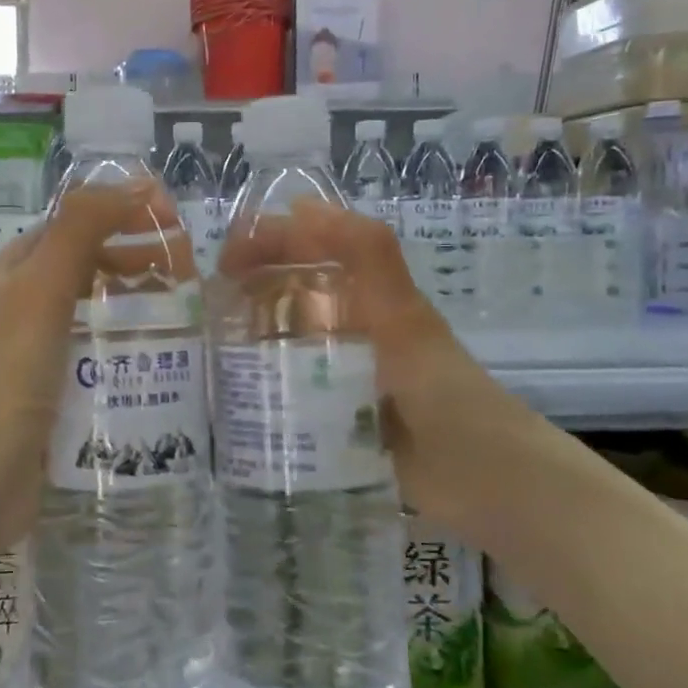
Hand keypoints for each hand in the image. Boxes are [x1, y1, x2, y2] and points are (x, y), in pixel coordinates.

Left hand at [0, 184, 152, 545]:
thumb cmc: (9, 373)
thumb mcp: (44, 288)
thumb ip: (82, 229)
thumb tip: (135, 182)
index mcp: (8, 274)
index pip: (70, 226)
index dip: (118, 215)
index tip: (172, 222)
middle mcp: (17, 308)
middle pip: (84, 268)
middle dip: (133, 260)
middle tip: (186, 270)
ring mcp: (33, 355)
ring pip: (92, 314)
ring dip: (134, 304)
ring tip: (184, 312)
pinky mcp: (51, 394)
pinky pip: (95, 357)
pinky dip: (126, 348)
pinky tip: (160, 360)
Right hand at [217, 198, 530, 527]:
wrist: (483, 482)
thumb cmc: (442, 391)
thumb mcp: (402, 318)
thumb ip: (369, 259)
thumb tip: (302, 205)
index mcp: (367, 296)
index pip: (310, 248)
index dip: (268, 241)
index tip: (223, 260)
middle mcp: (352, 327)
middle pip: (291, 291)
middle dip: (247, 288)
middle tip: (203, 311)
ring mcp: (342, 374)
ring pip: (286, 341)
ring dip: (248, 337)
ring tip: (205, 351)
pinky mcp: (335, 418)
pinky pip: (290, 391)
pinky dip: (259, 386)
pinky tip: (228, 399)